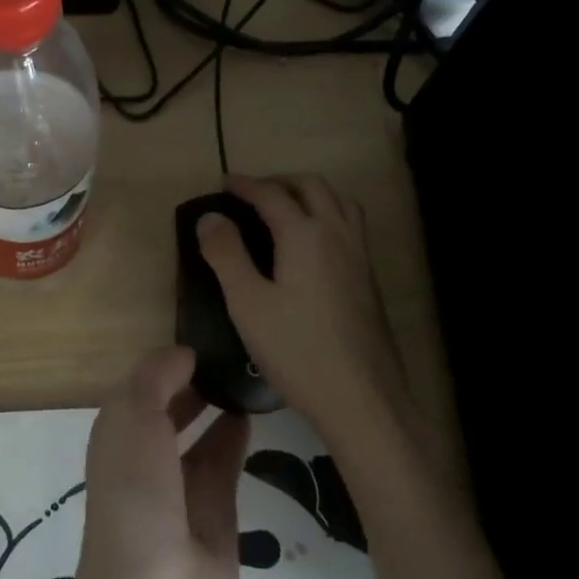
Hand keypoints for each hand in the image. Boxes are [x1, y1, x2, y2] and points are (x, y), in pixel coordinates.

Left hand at [77, 346, 249, 578]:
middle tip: (235, 351)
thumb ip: (156, 377)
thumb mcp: (132, 418)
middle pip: (171, 410)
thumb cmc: (134, 497)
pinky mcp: (216, 516)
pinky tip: (253, 412)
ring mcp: (181, 491)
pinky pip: (225, 464)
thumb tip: (184, 355)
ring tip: (249, 374)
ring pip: (200, 436)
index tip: (206, 334)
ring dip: (219, 406)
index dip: (168, 362)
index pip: (142, 387)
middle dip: (195, 382)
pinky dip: (236, 437)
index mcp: (116, 436)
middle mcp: (145, 460)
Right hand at [196, 174, 416, 466]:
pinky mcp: (369, 278)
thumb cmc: (296, 350)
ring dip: (310, 194)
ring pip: (339, 202)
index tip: (224, 182)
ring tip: (286, 210)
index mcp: (305, 235)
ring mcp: (359, 255)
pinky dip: (328, 215)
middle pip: (312, 187)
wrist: (361, 397)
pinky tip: (314, 246)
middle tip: (253, 193)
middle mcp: (337, 234)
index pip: (271, 194)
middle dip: (280, 181)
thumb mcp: (247, 303)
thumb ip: (226, 255)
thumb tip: (210, 216)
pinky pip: (350, 225)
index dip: (245, 184)